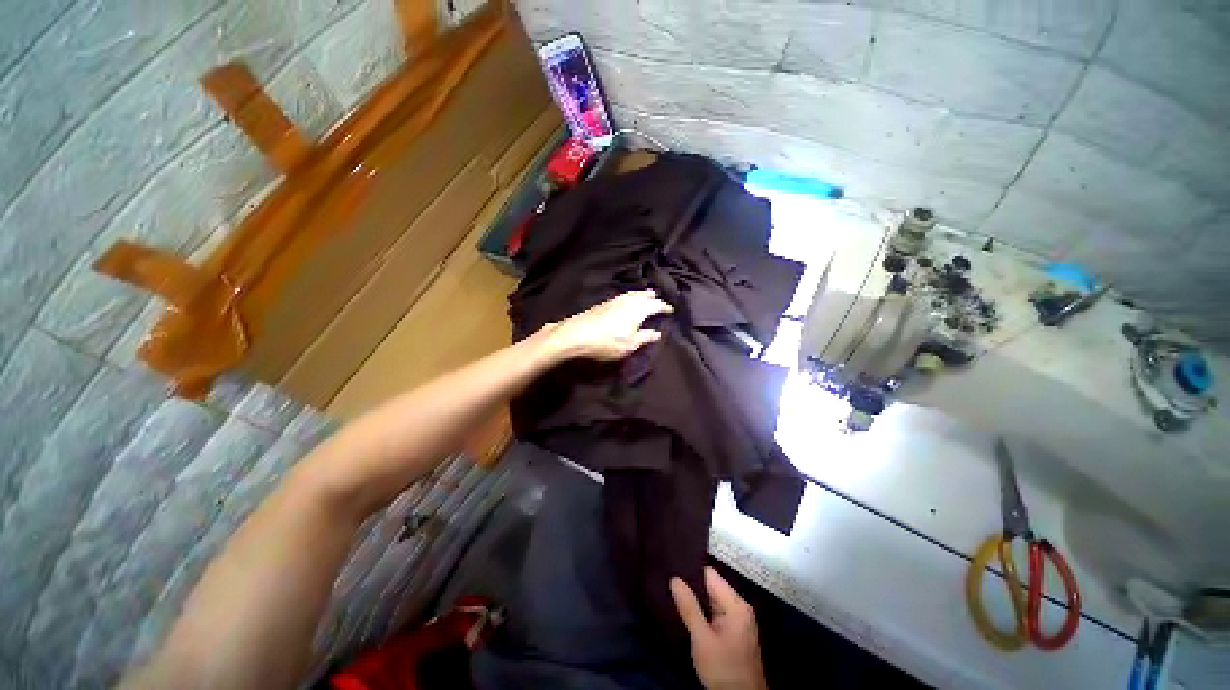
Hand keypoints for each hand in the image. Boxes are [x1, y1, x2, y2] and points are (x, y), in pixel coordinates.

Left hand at [541, 290, 673, 361]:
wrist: (576, 335)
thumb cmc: (606, 343)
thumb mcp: (629, 345)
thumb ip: (644, 337)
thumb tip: (657, 333)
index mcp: (637, 310)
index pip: (655, 305)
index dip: (664, 306)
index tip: (670, 309)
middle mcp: (627, 302)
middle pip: (642, 295)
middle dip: (651, 296)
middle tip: (657, 297)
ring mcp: (613, 301)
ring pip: (631, 294)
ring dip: (639, 294)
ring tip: (643, 295)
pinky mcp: (602, 304)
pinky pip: (621, 296)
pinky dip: (629, 296)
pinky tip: (625, 301)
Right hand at [671, 567, 767, 689]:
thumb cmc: (723, 669)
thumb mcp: (702, 639)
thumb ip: (689, 608)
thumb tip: (674, 578)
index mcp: (736, 604)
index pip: (710, 574)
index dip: (691, 570)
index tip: (672, 568)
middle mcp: (740, 607)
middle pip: (712, 586)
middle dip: (692, 586)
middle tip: (670, 583)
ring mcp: (739, 620)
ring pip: (713, 600)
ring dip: (697, 599)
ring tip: (674, 594)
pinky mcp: (735, 631)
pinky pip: (716, 612)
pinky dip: (703, 611)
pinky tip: (687, 612)